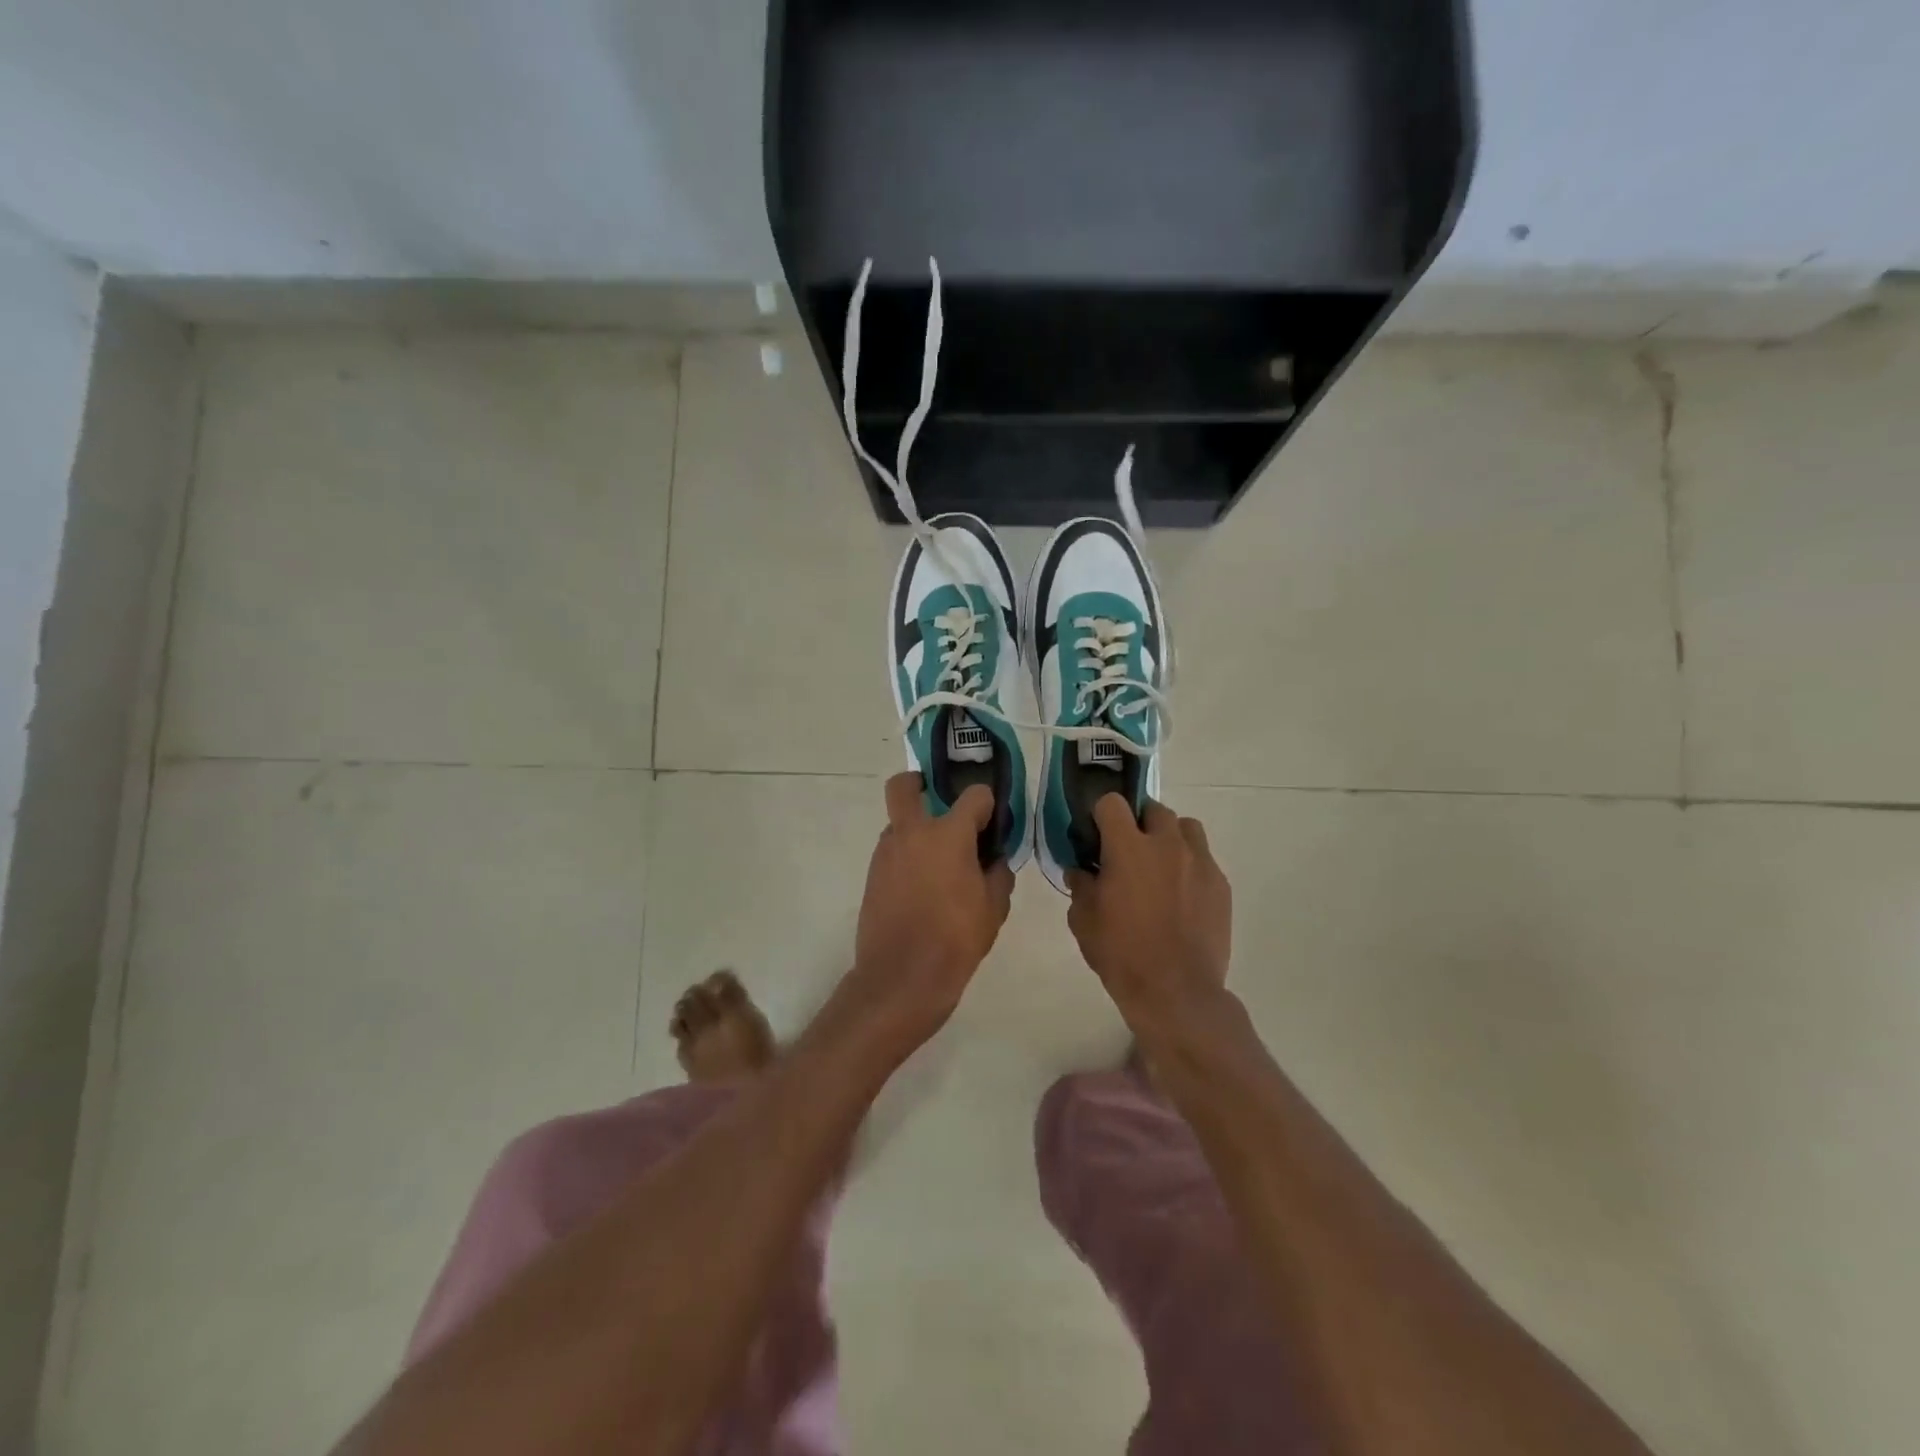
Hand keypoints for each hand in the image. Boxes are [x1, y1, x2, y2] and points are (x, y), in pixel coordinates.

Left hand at [845, 774, 1014, 1049]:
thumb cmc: (956, 939)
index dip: (988, 804)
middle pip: (905, 786)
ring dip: (917, 830)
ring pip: (899, 823)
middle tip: (940, 802)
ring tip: (940, 864)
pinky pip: (893, 852)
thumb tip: (994, 859)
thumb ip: (998, 873)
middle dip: (920, 783)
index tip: (993, 821)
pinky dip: (908, 857)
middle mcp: (912, 833)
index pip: (974, 796)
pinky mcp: (872, 875)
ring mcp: (886, 853)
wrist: (902, 977)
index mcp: (948, 834)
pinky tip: (924, 888)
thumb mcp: (994, 908)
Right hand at [1066, 797, 1232, 1034]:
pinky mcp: (1220, 885)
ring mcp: (1200, 862)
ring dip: (1170, 837)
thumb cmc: (1121, 954)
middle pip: (1154, 809)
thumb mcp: (1083, 921)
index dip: (1101, 814)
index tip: (1096, 835)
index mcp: (1128, 848)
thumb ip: (1081, 887)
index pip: (1112, 804)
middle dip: (1139, 822)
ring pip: (1186, 828)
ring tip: (1160, 865)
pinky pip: (1204, 859)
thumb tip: (1080, 871)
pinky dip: (1190, 866)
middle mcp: (1167, 845)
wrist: (1176, 992)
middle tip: (1128, 851)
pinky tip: (1181, 896)